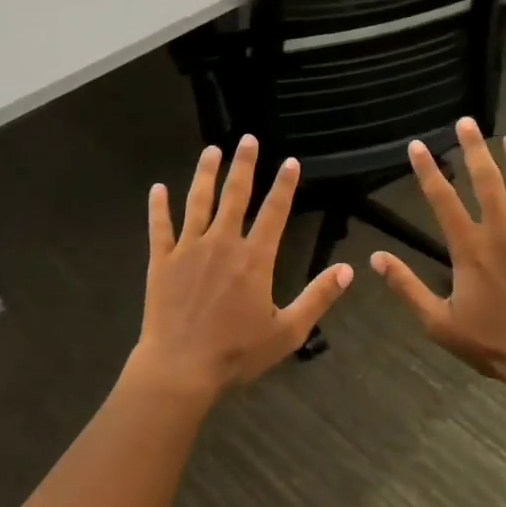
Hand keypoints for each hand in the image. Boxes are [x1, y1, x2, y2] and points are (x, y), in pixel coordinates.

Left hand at [129, 136, 352, 409]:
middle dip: (243, 165)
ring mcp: (189, 249)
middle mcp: (222, 243)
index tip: (289, 161)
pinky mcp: (162, 261)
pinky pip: (160, 227)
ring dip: (205, 174)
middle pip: (235, 195)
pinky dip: (158, 207)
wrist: (181, 367)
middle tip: (247, 139)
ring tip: (211, 151)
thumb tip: (349, 269)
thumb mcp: (288, 330)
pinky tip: (157, 189)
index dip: (284, 185)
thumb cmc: (237, 352)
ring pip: (198, 202)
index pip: (274, 212)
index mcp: (254, 258)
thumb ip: (318, 297)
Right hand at [371, 118, 505, 419]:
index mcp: (470, 248)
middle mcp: (503, 232)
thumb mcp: (438, 322)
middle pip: (487, 182)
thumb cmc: (491, 343)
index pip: (443, 200)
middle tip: (466, 122)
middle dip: (474, 149)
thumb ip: (407, 287)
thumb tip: (374, 259)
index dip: (428, 171)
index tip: (418, 145)